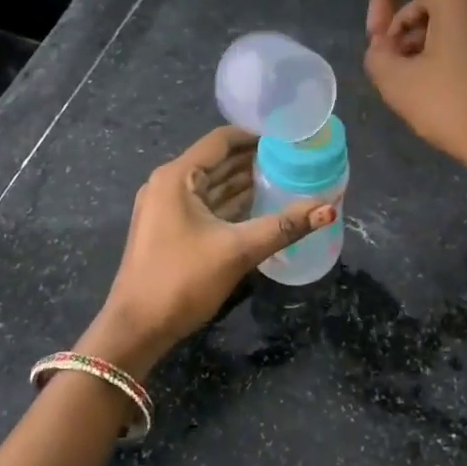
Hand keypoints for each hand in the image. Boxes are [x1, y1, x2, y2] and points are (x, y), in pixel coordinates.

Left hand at [85, 126, 335, 377]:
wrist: (136, 329)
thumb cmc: (182, 280)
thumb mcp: (238, 250)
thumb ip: (285, 225)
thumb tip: (330, 208)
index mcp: (177, 177)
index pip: (221, 141)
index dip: (255, 136)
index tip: (289, 138)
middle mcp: (168, 184)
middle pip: (217, 161)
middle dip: (254, 159)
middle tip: (295, 159)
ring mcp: (166, 208)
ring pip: (212, 185)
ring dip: (244, 182)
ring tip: (286, 178)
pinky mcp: (169, 229)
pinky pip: (205, 205)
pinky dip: (231, 203)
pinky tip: (261, 206)